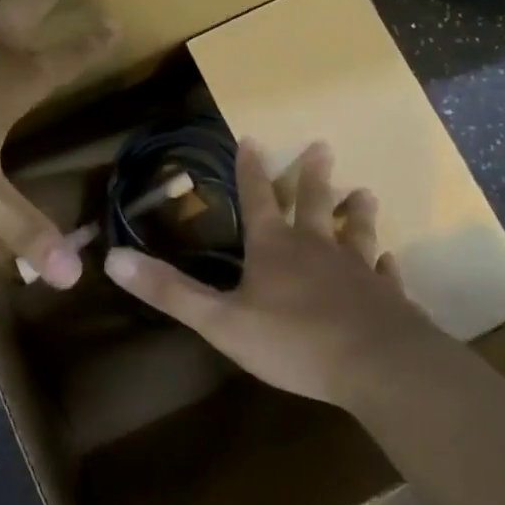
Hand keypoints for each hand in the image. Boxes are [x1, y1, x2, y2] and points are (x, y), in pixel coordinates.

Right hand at [103, 138, 437, 408]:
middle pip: (314, 202)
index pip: (258, 198)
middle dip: (313, 175)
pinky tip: (392, 262)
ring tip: (364, 192)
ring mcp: (358, 271)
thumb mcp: (220, 321)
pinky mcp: (388, 299)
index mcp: (274, 247)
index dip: (251, 169)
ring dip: (357, 212)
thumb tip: (112, 258)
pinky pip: (386, 276)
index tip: (252, 137)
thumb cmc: (294, 341)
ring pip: (357, 231)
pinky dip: (386, 266)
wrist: (378, 366)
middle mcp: (317, 248)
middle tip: (322, 145)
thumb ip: (170, 291)